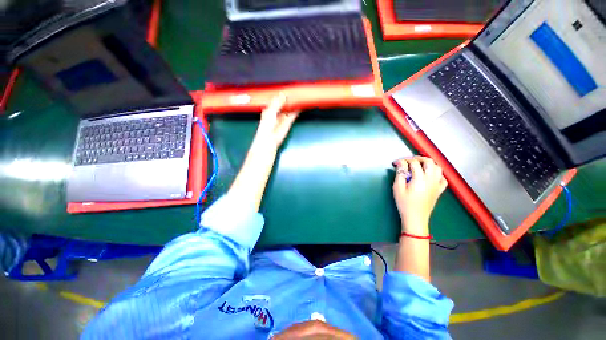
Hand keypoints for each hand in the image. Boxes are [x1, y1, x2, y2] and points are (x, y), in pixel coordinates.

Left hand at [255, 94, 299, 148]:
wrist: (269, 139)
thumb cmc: (266, 126)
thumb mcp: (270, 111)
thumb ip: (277, 102)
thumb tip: (283, 94)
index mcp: (269, 109)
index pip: (276, 100)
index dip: (281, 95)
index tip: (287, 89)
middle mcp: (276, 113)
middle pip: (284, 104)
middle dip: (289, 99)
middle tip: (295, 92)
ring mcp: (282, 118)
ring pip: (289, 109)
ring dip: (293, 105)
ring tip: (299, 98)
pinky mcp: (288, 123)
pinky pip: (293, 115)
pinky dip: (296, 111)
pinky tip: (300, 106)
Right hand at [393, 156, 447, 233]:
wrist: (415, 218)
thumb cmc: (404, 203)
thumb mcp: (398, 188)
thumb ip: (400, 174)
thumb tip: (400, 164)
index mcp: (420, 179)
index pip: (413, 163)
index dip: (403, 161)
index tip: (396, 163)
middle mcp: (431, 179)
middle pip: (428, 162)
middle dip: (418, 158)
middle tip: (408, 161)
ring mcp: (437, 184)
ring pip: (437, 168)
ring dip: (428, 163)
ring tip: (419, 165)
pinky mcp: (439, 190)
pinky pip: (442, 178)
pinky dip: (436, 173)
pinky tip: (430, 175)